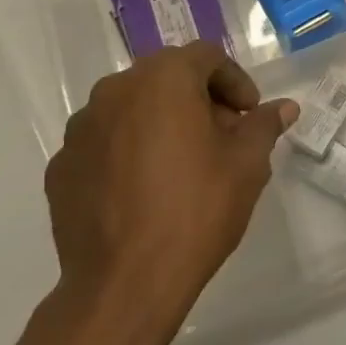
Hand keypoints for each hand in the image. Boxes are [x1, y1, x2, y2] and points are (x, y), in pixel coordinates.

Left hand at [45, 41, 296, 331]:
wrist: (122, 287)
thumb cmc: (195, 211)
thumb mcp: (247, 164)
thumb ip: (264, 125)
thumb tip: (284, 107)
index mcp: (163, 78)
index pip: (207, 57)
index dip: (235, 81)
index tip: (249, 114)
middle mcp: (116, 90)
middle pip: (167, 77)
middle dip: (199, 99)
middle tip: (223, 136)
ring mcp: (82, 128)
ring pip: (133, 107)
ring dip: (161, 121)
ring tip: (183, 163)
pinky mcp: (61, 166)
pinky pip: (105, 142)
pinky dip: (128, 150)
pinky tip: (145, 188)